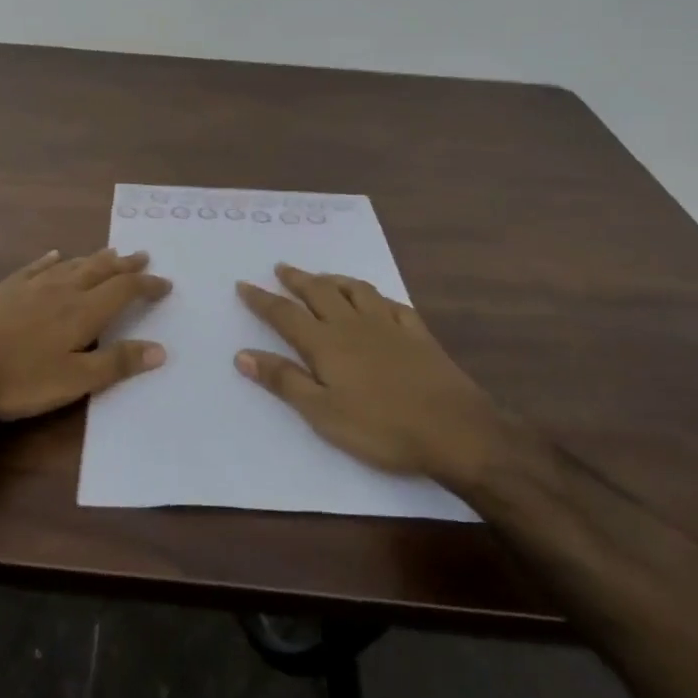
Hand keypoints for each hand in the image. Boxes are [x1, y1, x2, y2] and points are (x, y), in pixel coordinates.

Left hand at [0, 248, 169, 420]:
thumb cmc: (17, 378)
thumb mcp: (72, 380)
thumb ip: (116, 364)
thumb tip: (160, 349)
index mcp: (82, 311)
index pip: (124, 290)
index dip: (147, 285)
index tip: (166, 284)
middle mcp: (62, 290)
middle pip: (100, 270)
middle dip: (124, 264)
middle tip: (143, 256)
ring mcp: (30, 285)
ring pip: (71, 265)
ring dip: (94, 258)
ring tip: (109, 252)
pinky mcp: (5, 288)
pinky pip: (36, 267)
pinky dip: (51, 260)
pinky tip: (54, 255)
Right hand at [235, 264, 498, 480]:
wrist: (454, 429)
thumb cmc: (381, 427)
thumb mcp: (322, 413)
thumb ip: (284, 380)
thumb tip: (243, 354)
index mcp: (325, 343)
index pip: (285, 314)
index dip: (262, 299)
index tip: (244, 284)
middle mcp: (353, 324)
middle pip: (319, 292)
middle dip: (297, 279)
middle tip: (282, 268)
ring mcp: (388, 325)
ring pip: (355, 290)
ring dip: (334, 279)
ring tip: (322, 276)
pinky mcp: (417, 333)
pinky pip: (392, 304)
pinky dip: (377, 297)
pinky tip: (376, 300)